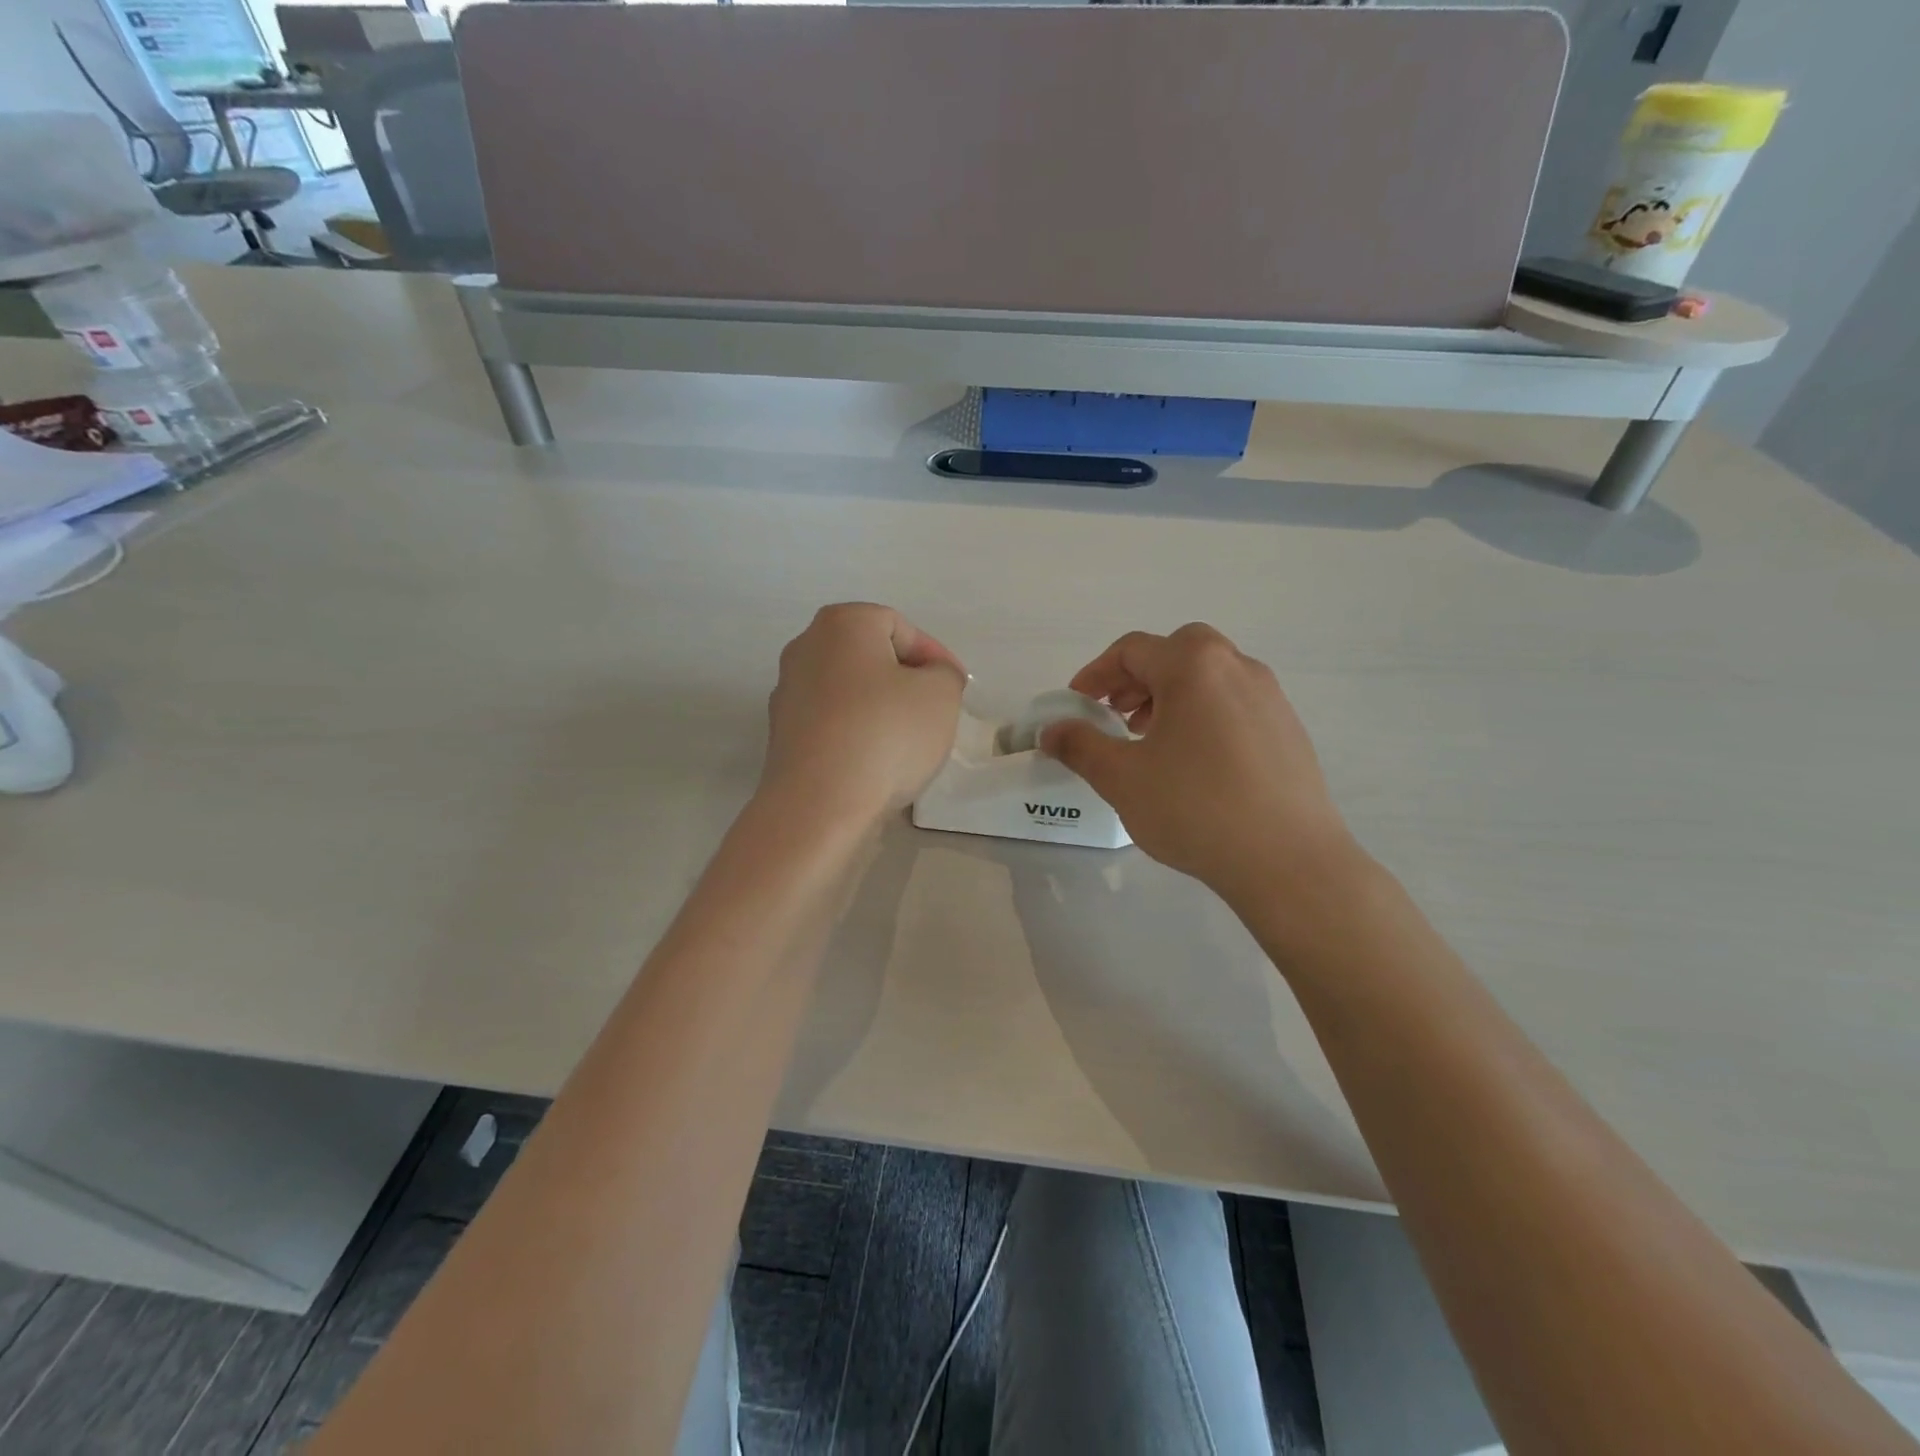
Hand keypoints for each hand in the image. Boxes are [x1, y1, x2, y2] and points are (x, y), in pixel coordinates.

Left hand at [760, 603, 966, 828]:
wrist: (819, 805)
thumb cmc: (886, 735)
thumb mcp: (941, 695)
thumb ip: (944, 674)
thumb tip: (929, 676)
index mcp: (842, 624)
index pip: (900, 627)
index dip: (934, 655)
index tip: (956, 688)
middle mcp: (805, 648)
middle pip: (870, 656)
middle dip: (905, 680)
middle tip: (934, 710)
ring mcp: (788, 692)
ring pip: (850, 691)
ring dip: (880, 708)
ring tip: (908, 741)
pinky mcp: (783, 735)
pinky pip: (832, 722)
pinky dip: (856, 733)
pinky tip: (876, 762)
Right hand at [1041, 624, 1356, 903]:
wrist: (1288, 860)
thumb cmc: (1195, 808)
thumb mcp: (1122, 777)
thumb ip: (1080, 746)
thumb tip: (1050, 731)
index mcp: (1193, 666)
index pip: (1132, 650)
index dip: (1095, 674)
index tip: (1076, 705)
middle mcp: (1236, 667)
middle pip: (1175, 652)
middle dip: (1137, 678)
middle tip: (1117, 716)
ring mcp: (1270, 697)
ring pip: (1209, 677)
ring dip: (1171, 695)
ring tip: (1152, 741)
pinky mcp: (1289, 729)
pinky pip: (1234, 703)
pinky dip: (1204, 715)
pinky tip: (1195, 764)